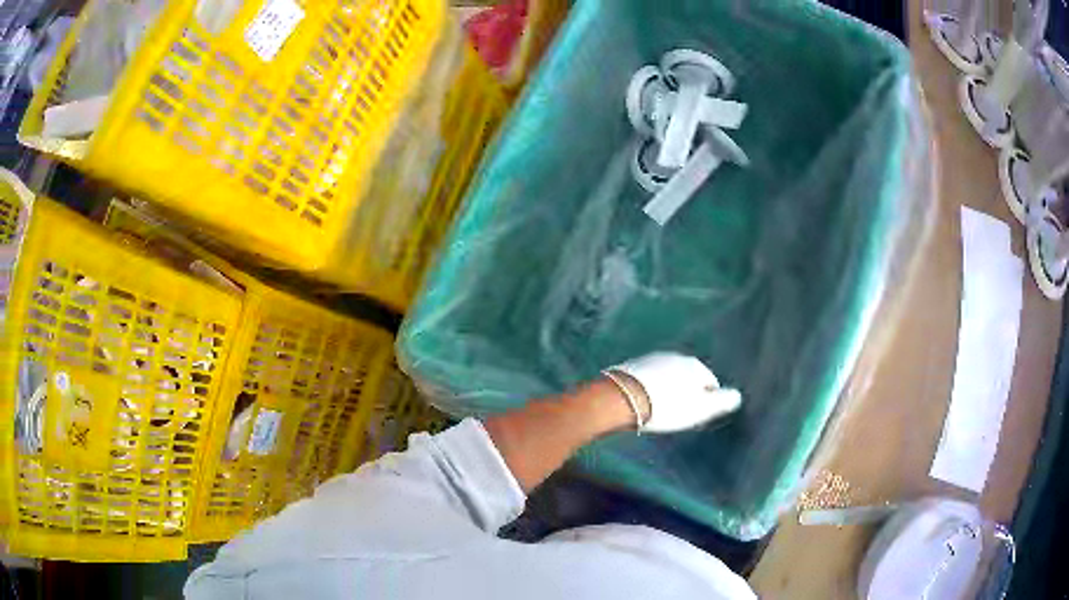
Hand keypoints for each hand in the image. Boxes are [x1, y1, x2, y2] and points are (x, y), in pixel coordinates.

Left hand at [605, 352, 741, 432]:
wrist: (621, 398)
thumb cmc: (666, 407)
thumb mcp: (700, 408)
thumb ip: (721, 402)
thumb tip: (737, 396)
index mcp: (695, 366)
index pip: (710, 383)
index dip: (705, 402)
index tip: (695, 418)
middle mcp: (675, 356)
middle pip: (687, 378)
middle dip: (685, 394)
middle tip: (677, 415)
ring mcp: (652, 358)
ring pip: (667, 377)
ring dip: (667, 390)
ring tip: (659, 410)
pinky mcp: (632, 365)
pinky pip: (648, 378)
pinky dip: (649, 388)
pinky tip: (643, 402)